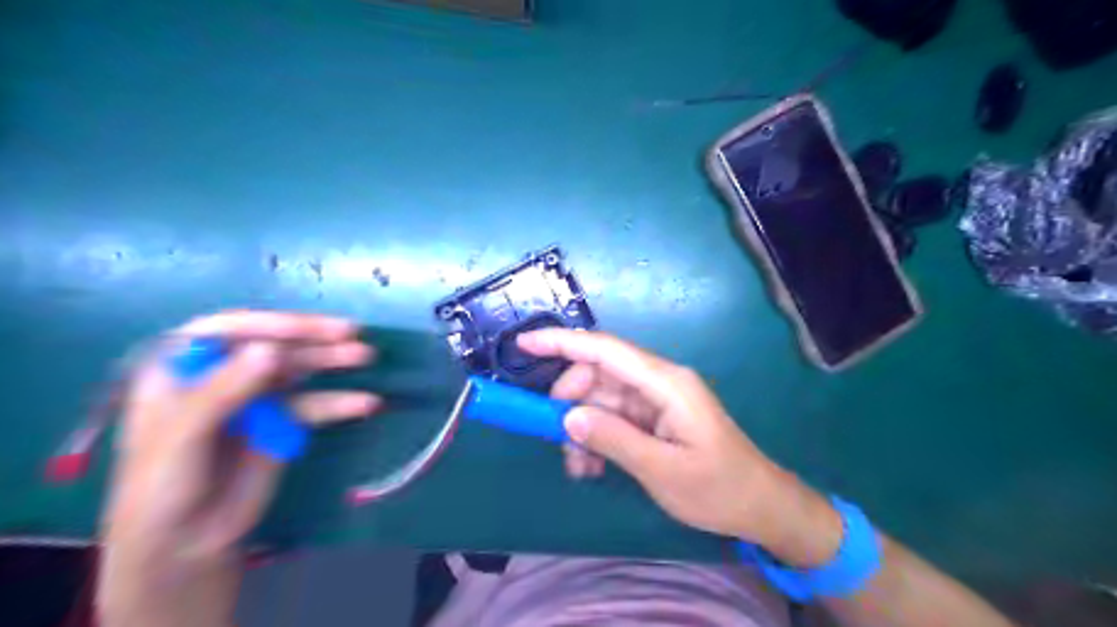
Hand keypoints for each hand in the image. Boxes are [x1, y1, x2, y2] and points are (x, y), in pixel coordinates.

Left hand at [100, 312, 379, 560]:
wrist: (186, 542)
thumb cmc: (162, 485)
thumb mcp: (183, 436)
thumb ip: (224, 391)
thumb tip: (271, 350)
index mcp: (184, 367)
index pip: (229, 330)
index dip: (271, 324)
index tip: (311, 329)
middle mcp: (224, 374)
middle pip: (272, 345)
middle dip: (312, 338)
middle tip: (352, 332)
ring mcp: (257, 397)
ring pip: (298, 369)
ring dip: (332, 361)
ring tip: (366, 356)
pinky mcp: (283, 421)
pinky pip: (315, 404)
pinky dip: (340, 402)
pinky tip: (366, 403)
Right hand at [520, 327, 842, 568]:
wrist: (760, 505)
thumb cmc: (718, 488)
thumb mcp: (663, 470)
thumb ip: (614, 439)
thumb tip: (569, 417)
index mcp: (665, 383)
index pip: (605, 350)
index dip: (562, 342)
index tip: (524, 344)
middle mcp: (658, 382)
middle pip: (598, 375)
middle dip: (570, 403)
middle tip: (559, 442)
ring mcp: (655, 400)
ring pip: (601, 399)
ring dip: (582, 428)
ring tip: (580, 467)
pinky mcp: (653, 417)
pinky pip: (613, 417)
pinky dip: (596, 437)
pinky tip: (593, 467)